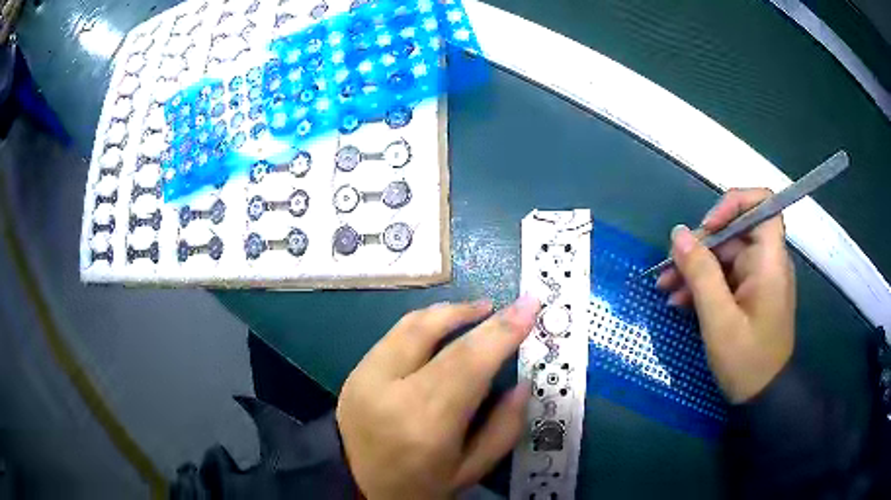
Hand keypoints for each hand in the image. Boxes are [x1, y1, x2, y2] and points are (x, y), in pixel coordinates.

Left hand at [336, 296, 539, 498]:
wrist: (356, 489)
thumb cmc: (420, 486)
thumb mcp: (471, 469)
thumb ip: (504, 427)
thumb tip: (523, 382)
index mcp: (424, 422)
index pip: (468, 362)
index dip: (501, 331)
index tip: (529, 306)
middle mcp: (389, 391)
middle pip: (435, 335)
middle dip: (476, 314)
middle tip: (506, 307)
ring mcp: (364, 378)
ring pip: (409, 326)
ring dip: (447, 312)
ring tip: (478, 311)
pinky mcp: (354, 374)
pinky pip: (393, 336)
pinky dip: (422, 325)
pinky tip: (443, 328)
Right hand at [656, 188, 795, 403]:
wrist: (764, 397)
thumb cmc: (747, 361)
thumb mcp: (719, 321)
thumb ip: (701, 274)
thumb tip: (679, 234)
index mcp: (769, 260)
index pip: (762, 203)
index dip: (733, 204)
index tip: (707, 228)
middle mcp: (767, 261)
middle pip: (734, 232)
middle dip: (700, 248)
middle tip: (669, 272)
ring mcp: (758, 278)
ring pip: (725, 256)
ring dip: (695, 269)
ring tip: (666, 289)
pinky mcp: (750, 294)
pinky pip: (725, 277)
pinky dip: (703, 285)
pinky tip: (680, 302)